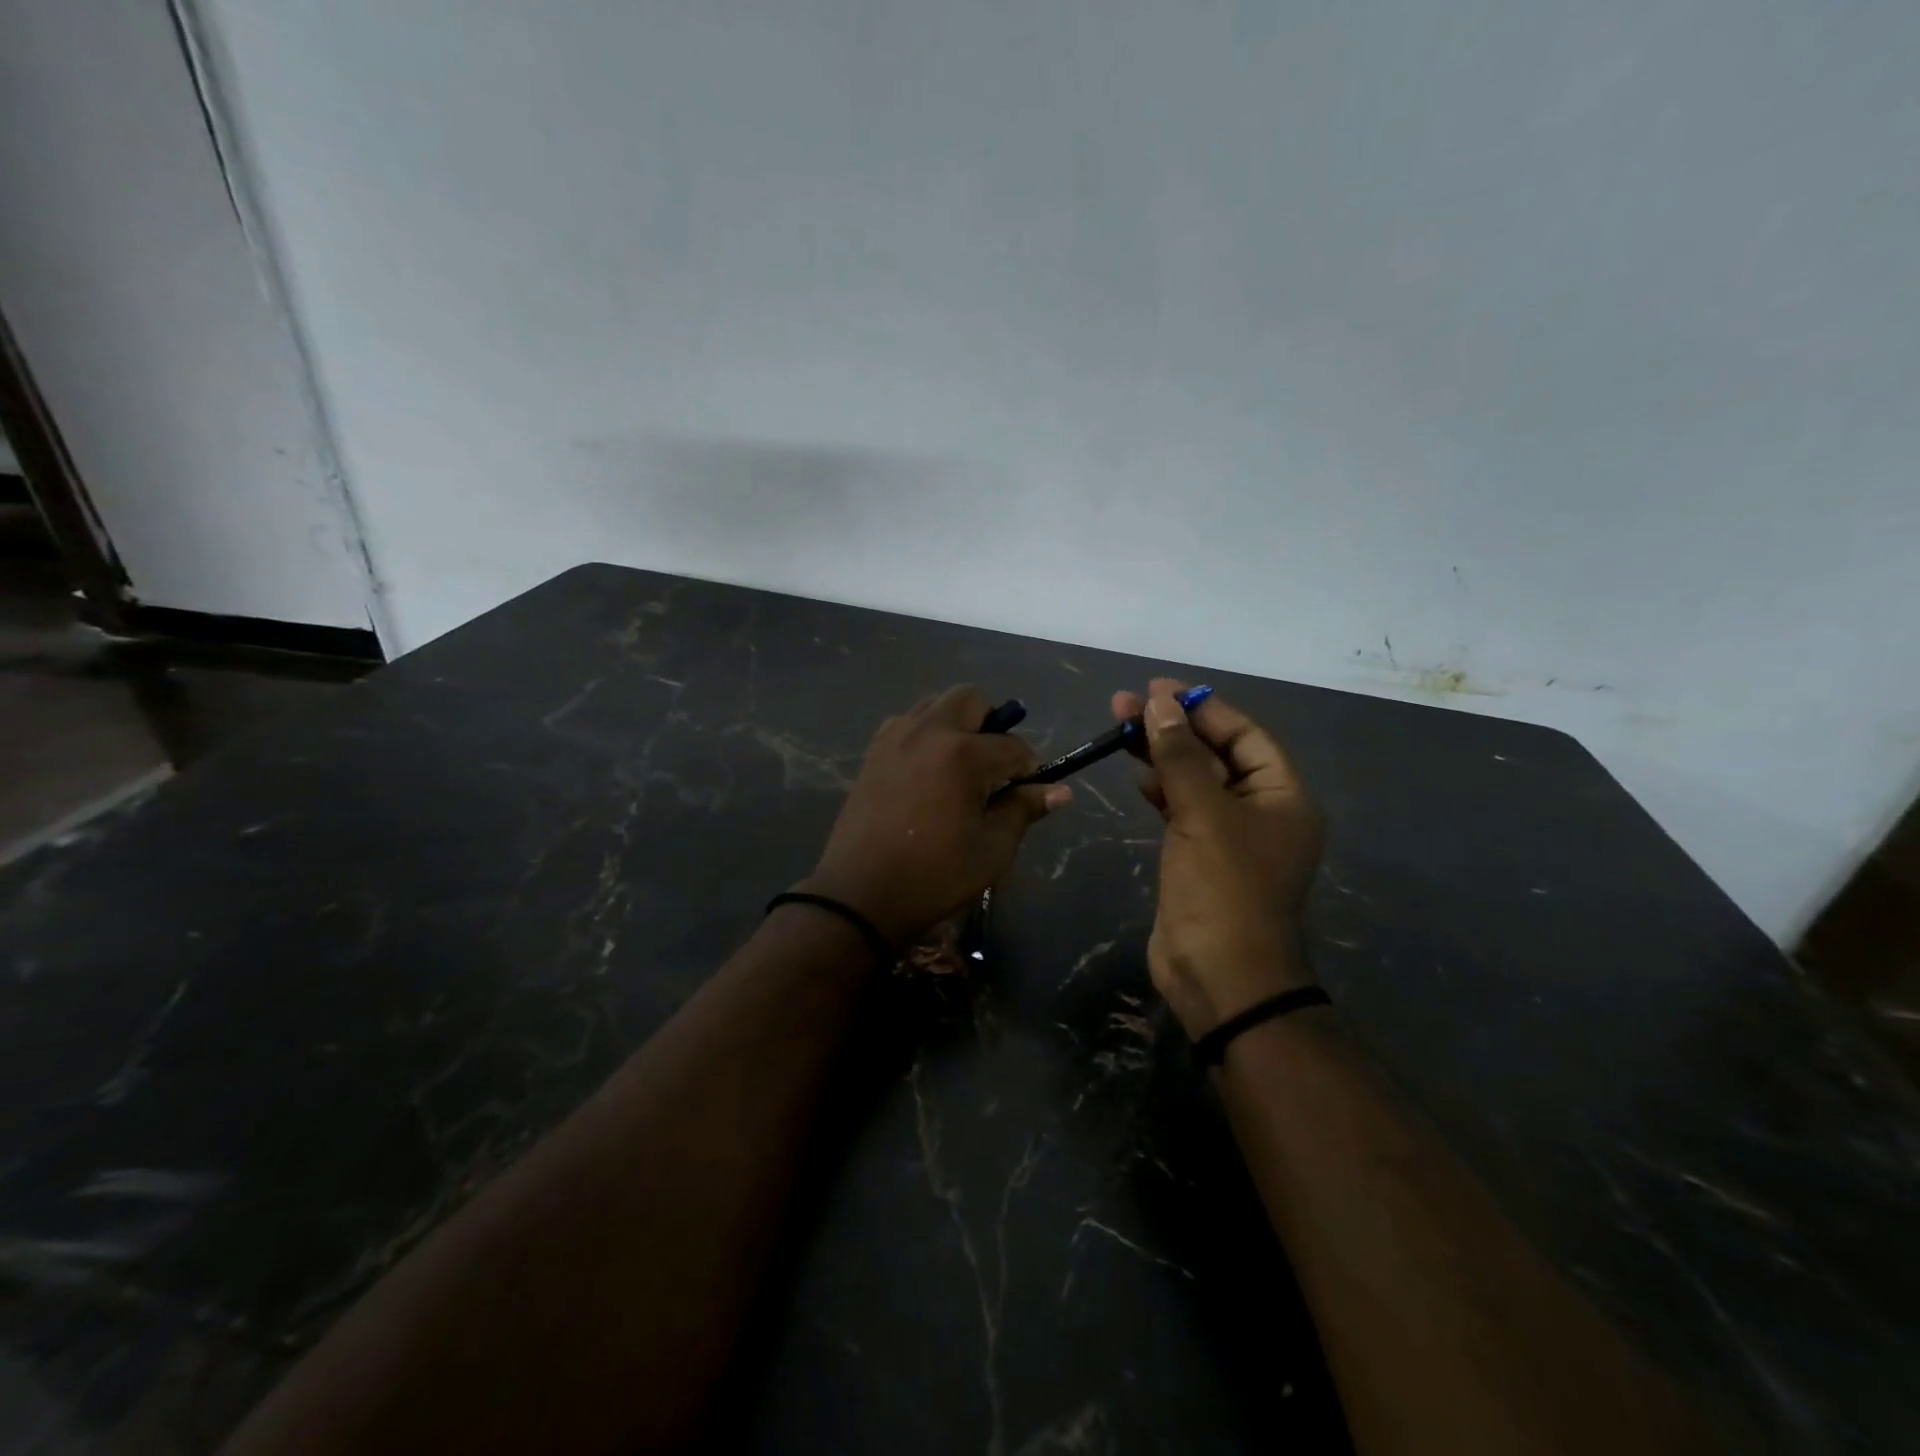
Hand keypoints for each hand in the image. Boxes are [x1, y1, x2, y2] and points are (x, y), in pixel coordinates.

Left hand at [802, 686, 1070, 946]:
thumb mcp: (992, 848)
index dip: (1029, 770)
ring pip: (935, 706)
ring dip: (956, 725)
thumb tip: (1060, 791)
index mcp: (962, 753)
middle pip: (970, 700)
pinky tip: (928, 774)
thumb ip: (1023, 809)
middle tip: (993, 768)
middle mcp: (927, 731)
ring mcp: (894, 737)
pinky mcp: (873, 752)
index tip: (1027, 794)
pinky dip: (926, 735)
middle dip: (991, 725)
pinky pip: (907, 724)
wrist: (861, 895)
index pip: (1013, 747)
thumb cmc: (935, 875)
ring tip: (959, 769)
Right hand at [1112, 679, 1324, 1036]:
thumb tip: (1159, 703)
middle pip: (1216, 753)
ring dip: (1161, 755)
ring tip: (1119, 728)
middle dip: (1173, 728)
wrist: (1219, 975)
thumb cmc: (1223, 888)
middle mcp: (1262, 810)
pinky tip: (1136, 775)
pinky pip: (1182, 808)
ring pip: (1195, 780)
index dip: (1202, 708)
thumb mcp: (1203, 813)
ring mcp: (1229, 835)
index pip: (1244, 734)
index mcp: (1283, 796)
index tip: (1157, 689)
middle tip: (1124, 705)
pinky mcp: (1200, 856)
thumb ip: (1180, 756)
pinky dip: (1160, 789)